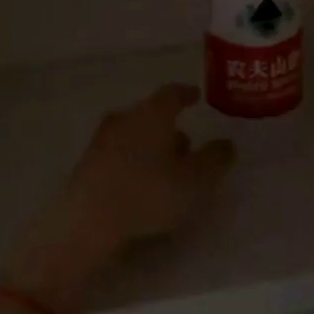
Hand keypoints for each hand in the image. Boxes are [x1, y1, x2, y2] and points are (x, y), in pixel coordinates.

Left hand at [0, 85, 234, 313]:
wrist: (88, 219)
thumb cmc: (150, 192)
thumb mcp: (196, 180)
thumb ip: (215, 159)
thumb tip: (226, 144)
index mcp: (152, 113)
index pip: (171, 94)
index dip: (186, 94)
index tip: (195, 96)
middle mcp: (124, 118)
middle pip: (150, 115)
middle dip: (169, 128)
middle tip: (187, 146)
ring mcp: (101, 140)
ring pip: (133, 135)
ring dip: (151, 147)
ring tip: (167, 171)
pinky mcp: (87, 164)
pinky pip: (118, 155)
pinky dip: (133, 163)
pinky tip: (141, 185)